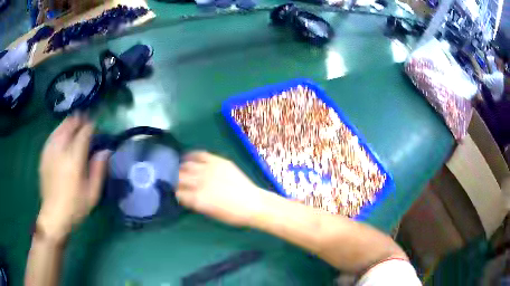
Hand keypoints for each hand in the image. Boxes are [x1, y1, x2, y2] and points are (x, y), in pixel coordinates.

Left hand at [37, 114, 109, 242]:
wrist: (54, 215)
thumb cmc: (75, 207)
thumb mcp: (93, 193)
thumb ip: (99, 169)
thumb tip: (105, 150)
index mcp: (74, 159)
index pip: (84, 133)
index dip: (91, 126)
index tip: (96, 126)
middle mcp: (61, 150)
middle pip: (70, 125)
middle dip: (79, 120)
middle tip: (86, 120)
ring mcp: (50, 151)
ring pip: (60, 128)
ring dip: (68, 123)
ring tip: (74, 122)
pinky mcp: (44, 155)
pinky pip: (52, 135)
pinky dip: (58, 130)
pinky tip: (61, 133)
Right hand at [176, 151, 266, 226]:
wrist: (253, 204)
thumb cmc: (231, 215)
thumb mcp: (208, 213)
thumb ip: (193, 203)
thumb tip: (183, 195)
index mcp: (197, 199)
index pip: (176, 192)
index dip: (173, 192)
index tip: (173, 192)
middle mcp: (200, 182)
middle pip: (178, 177)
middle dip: (174, 180)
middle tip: (174, 181)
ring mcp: (209, 169)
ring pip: (186, 165)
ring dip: (181, 168)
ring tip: (180, 170)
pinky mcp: (218, 161)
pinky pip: (200, 154)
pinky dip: (191, 155)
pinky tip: (188, 158)